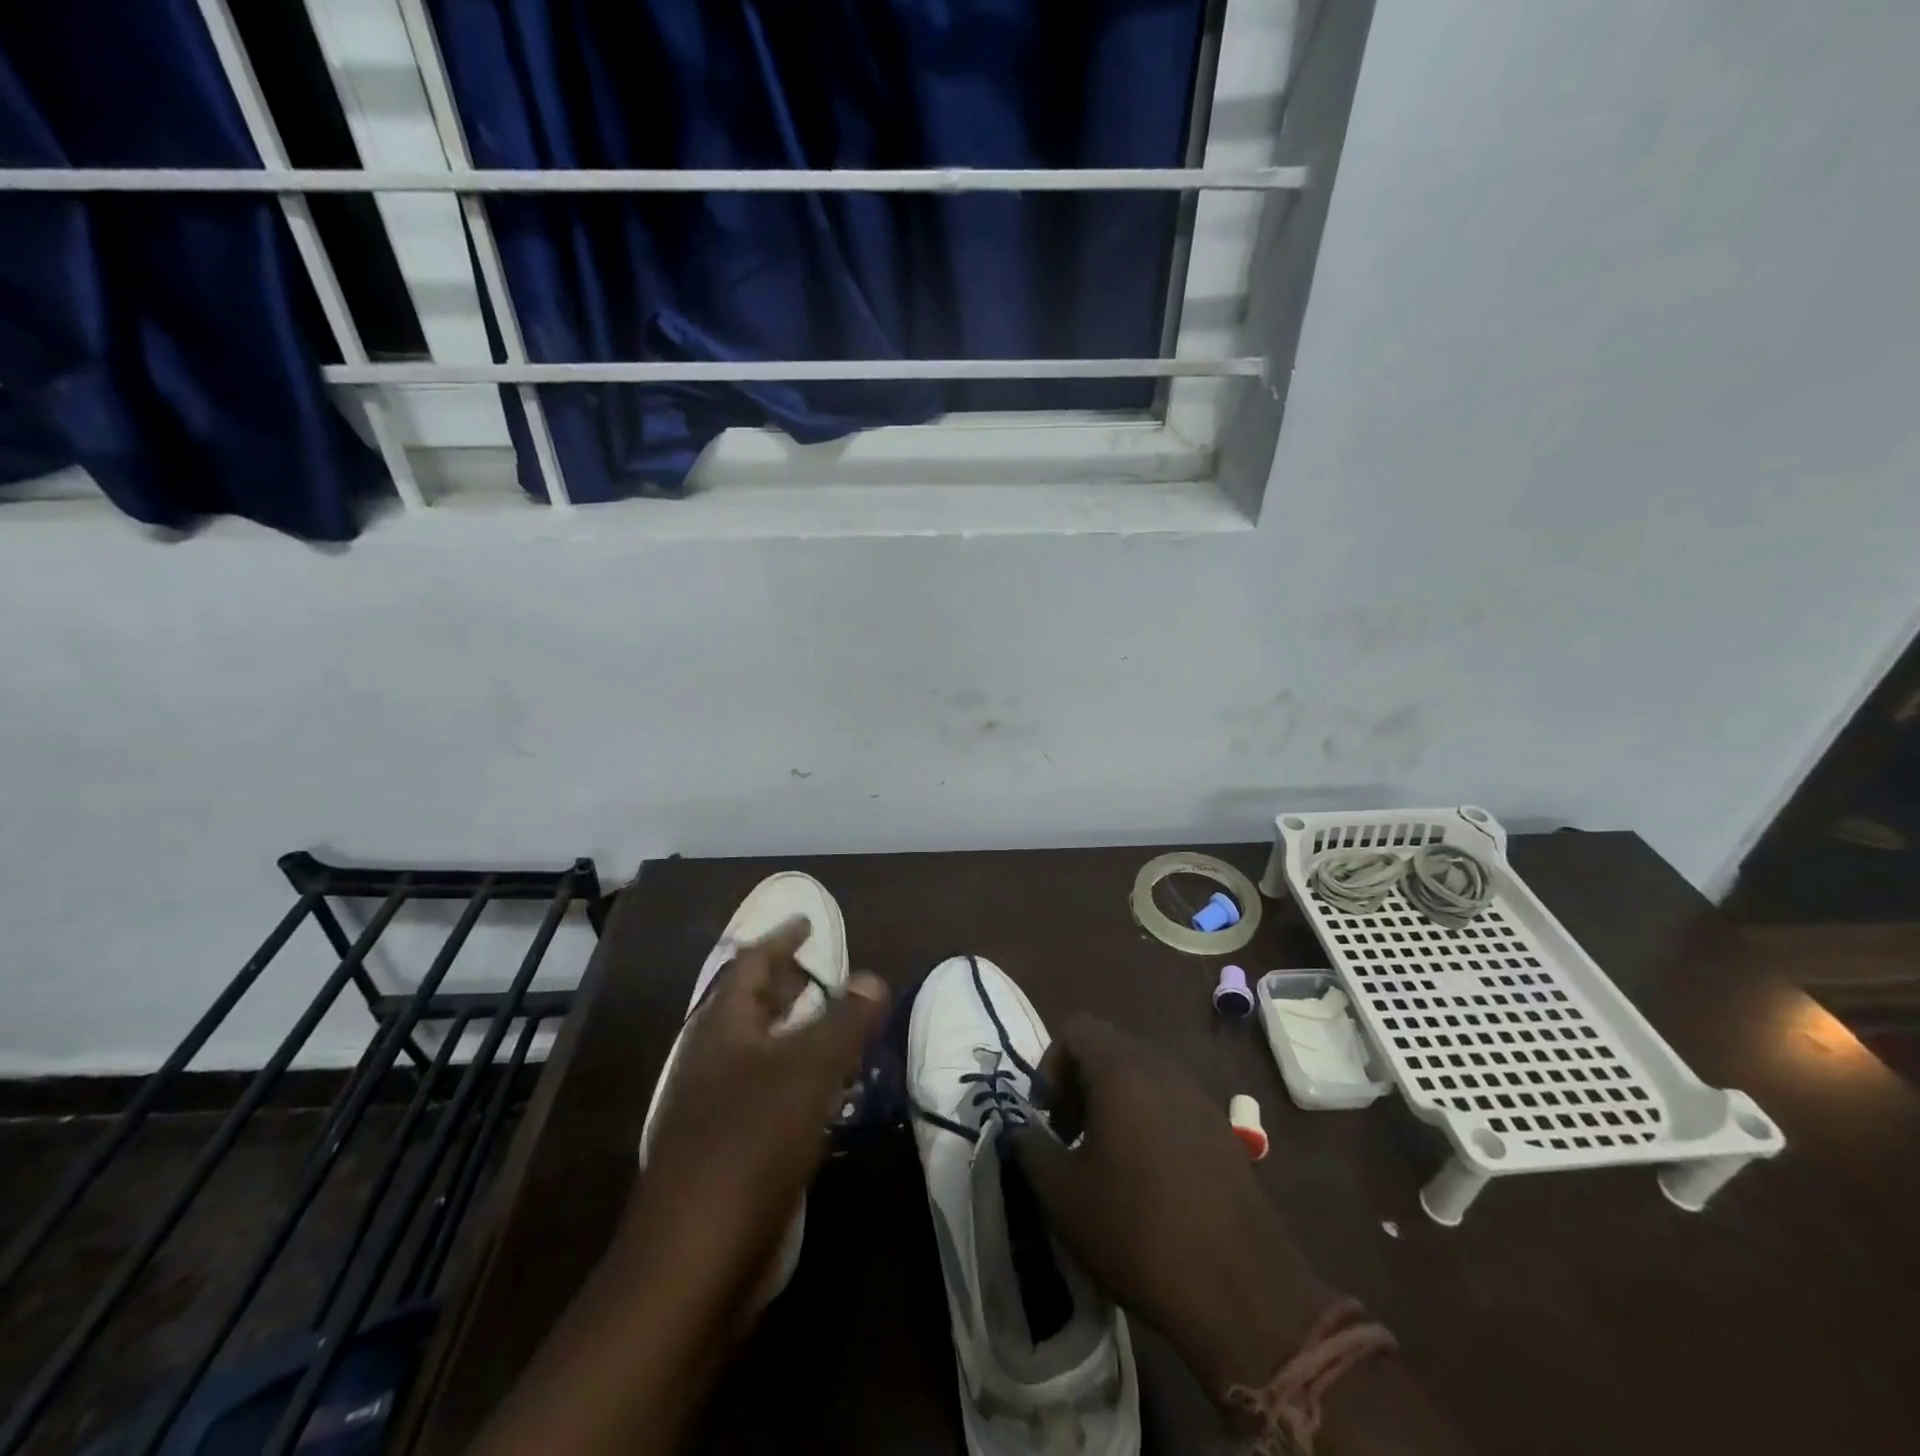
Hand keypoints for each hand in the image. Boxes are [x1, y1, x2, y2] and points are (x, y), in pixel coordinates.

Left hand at [623, 919, 889, 1318]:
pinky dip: (791, 1076)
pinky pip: (761, 1091)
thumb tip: (873, 977)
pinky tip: (819, 1093)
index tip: (807, 923)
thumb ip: (845, 1021)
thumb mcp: (809, 1071)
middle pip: (747, 1006)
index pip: (749, 965)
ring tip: (829, 1025)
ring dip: (791, 1031)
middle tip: (821, 971)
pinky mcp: (722, 1149)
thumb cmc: (751, 1144)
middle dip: (784, 984)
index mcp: (722, 1029)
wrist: (692, 1260)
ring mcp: (711, 1107)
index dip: (780, 940)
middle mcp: (711, 1060)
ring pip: (756, 1050)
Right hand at [1008, 1015, 1335, 1399]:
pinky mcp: (1224, 1133)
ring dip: (1114, 1105)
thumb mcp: (1062, 1195)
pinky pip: (1172, 1106)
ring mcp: (1200, 1099)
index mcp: (1123, 1072)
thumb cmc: (1136, 1230)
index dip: (1051, 1065)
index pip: (1078, 1030)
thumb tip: (1020, 1131)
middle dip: (1080, 1085)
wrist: (1240, 1290)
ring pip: (1143, 1078)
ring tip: (1106, 1162)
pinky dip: (1148, 1124)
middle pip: (1111, 1050)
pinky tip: (1149, 1182)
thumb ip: (1029, 1148)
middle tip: (1069, 1138)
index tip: (1047, 1117)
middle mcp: (1164, 1070)